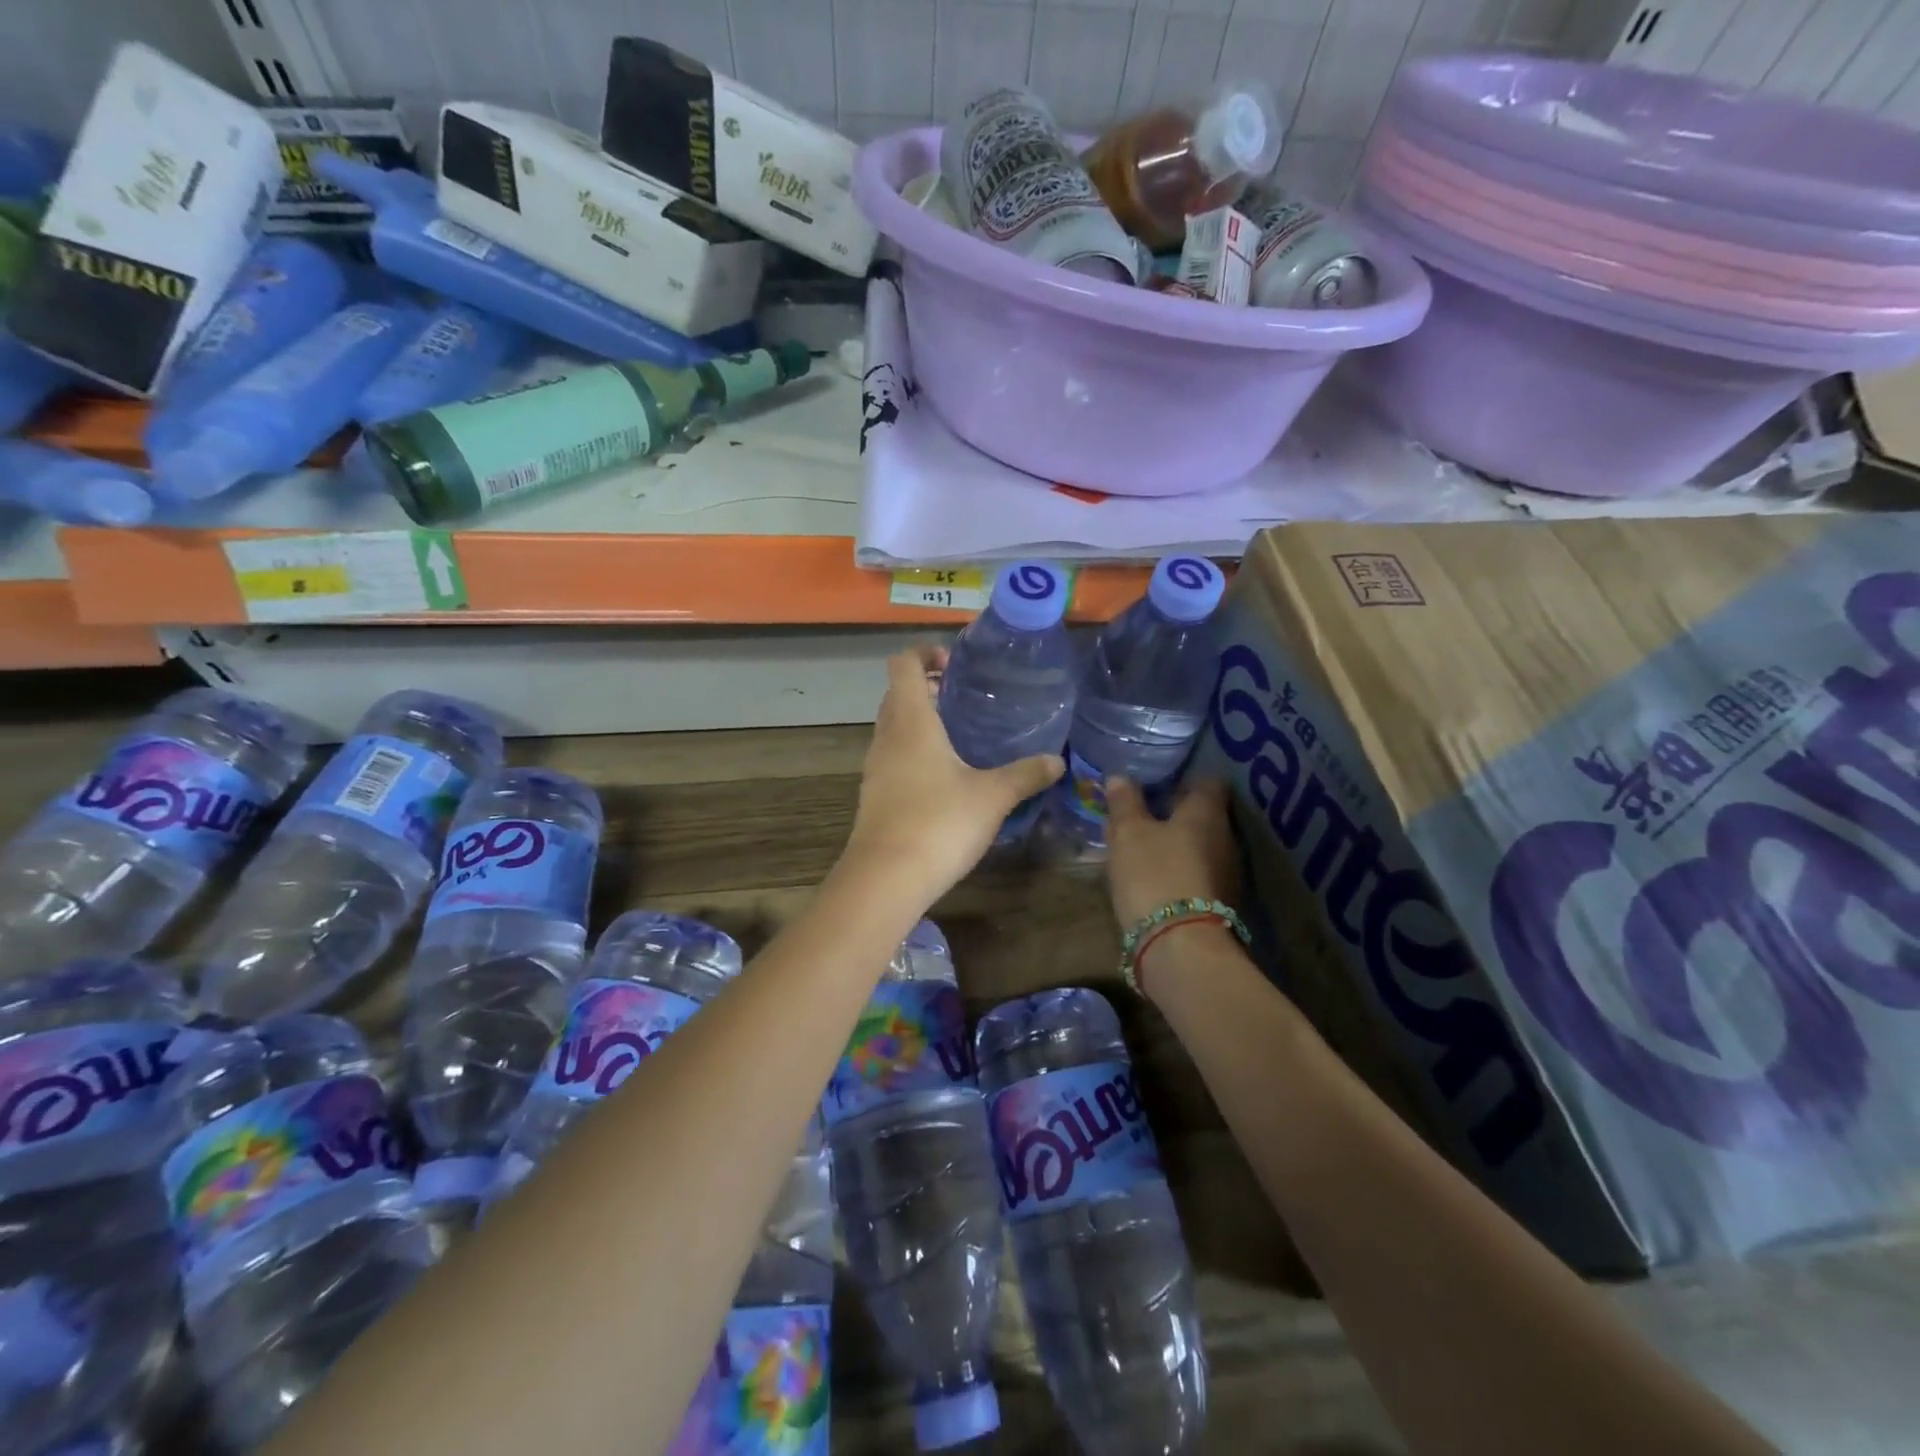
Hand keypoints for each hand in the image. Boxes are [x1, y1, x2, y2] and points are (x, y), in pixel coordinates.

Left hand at [842, 648, 1063, 907]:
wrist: (886, 878)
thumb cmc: (939, 823)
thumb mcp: (992, 796)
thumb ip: (1025, 774)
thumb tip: (1056, 761)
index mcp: (911, 721)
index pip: (903, 665)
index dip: (924, 653)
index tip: (953, 663)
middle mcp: (886, 737)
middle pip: (897, 694)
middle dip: (926, 687)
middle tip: (963, 695)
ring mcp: (875, 767)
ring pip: (893, 727)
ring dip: (919, 720)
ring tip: (959, 733)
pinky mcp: (875, 795)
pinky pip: (893, 756)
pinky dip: (913, 750)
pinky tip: (944, 774)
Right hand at [1106, 776, 1241, 931]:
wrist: (1179, 945)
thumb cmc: (1154, 873)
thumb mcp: (1129, 833)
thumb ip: (1125, 803)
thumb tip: (1120, 777)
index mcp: (1207, 812)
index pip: (1208, 782)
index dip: (1185, 779)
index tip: (1159, 782)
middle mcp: (1226, 837)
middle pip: (1205, 815)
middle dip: (1177, 812)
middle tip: (1145, 813)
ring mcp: (1227, 872)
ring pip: (1201, 846)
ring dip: (1178, 843)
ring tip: (1145, 846)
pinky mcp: (1219, 902)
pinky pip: (1198, 873)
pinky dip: (1179, 869)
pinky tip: (1154, 875)